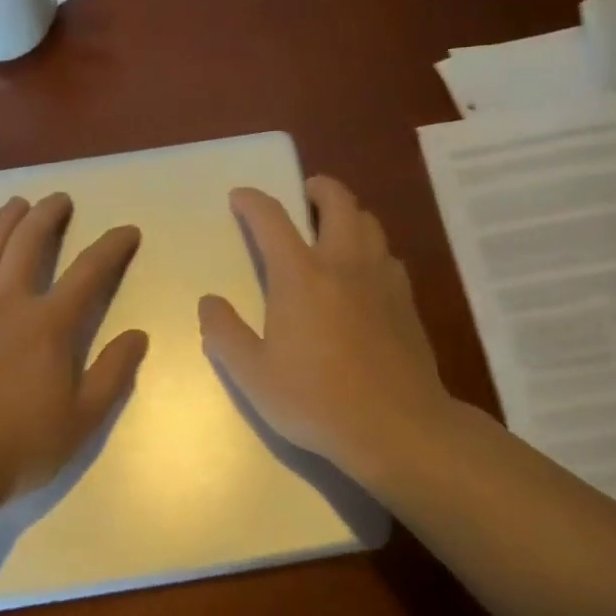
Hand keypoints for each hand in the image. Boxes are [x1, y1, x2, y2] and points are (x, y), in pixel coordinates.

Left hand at [0, 193, 147, 502]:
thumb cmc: (17, 446)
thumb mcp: (81, 420)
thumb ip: (113, 374)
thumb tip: (138, 335)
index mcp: (49, 325)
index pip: (90, 272)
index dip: (112, 247)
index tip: (127, 231)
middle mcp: (8, 303)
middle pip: (29, 244)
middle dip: (47, 216)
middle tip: (59, 199)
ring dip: (3, 223)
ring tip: (15, 203)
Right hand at [198, 177, 455, 487]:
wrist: (398, 427)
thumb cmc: (317, 401)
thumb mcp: (253, 375)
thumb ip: (225, 333)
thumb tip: (209, 302)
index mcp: (300, 275)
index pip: (272, 218)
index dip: (252, 201)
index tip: (240, 198)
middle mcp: (343, 263)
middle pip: (338, 201)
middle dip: (317, 188)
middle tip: (303, 195)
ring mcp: (381, 278)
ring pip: (369, 222)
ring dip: (348, 213)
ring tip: (332, 229)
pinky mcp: (406, 300)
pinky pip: (387, 255)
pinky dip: (370, 248)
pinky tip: (363, 273)